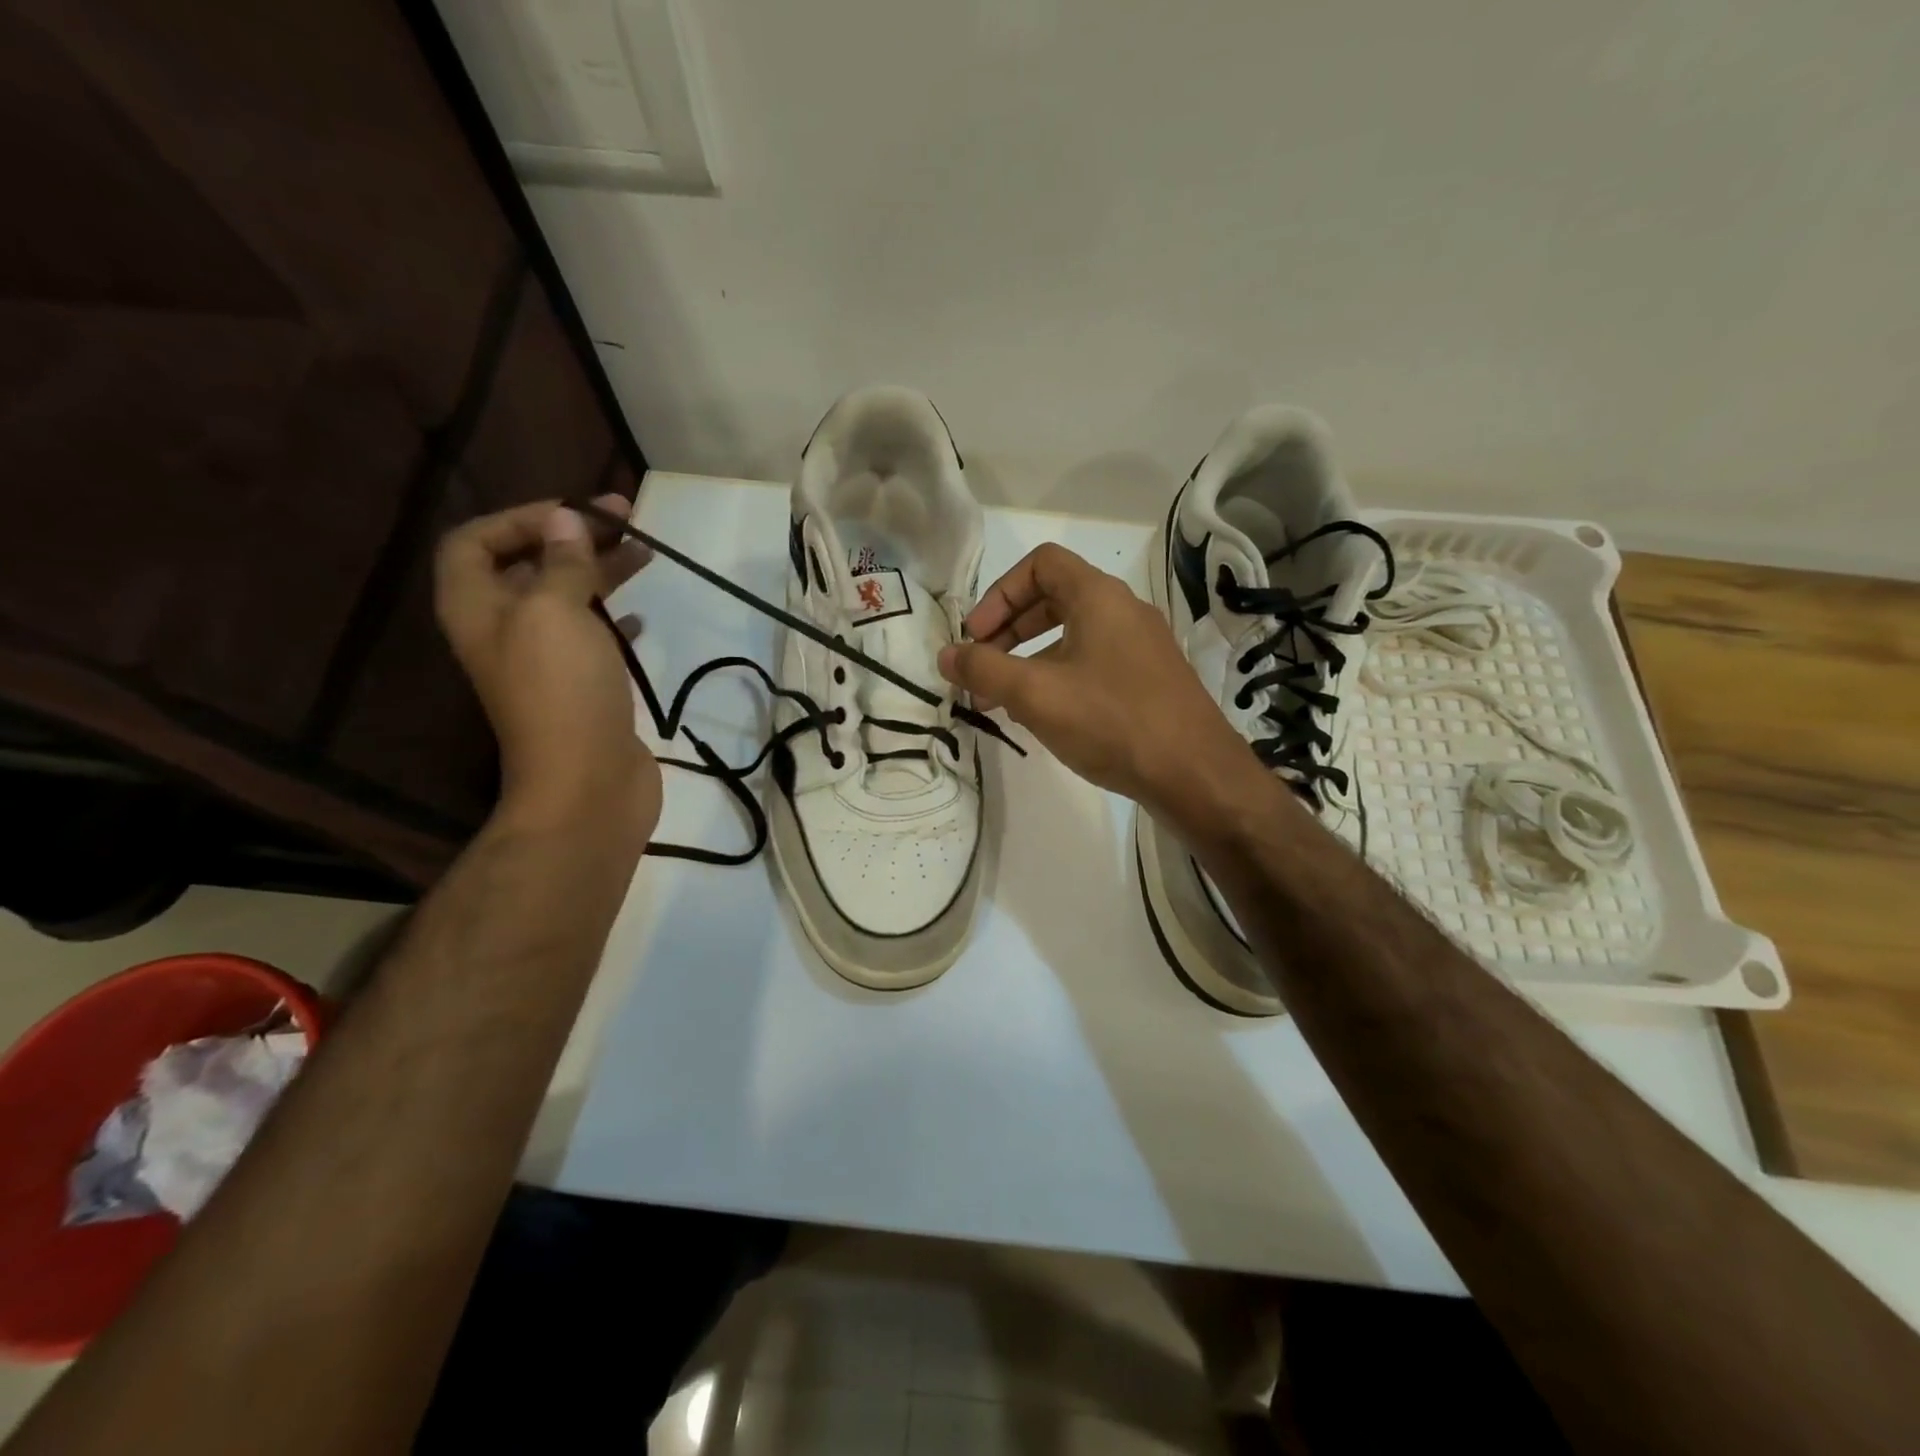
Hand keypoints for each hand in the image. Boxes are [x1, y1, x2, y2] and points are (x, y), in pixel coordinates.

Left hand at [434, 495, 660, 839]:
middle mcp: (503, 629)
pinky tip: (642, 613)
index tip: (577, 514)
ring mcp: (544, 661)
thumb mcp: (554, 611)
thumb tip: (565, 522)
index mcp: (477, 607)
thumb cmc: (561, 690)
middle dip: (573, 537)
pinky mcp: (582, 686)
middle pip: (528, 565)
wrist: (587, 782)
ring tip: (647, 553)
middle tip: (628, 520)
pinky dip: (616, 617)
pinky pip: (594, 636)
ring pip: (567, 598)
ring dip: (601, 571)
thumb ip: (561, 563)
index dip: (522, 518)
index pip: (477, 540)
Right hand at [937, 543, 1268, 834]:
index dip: (999, 594)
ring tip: (1002, 700)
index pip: (1040, 564)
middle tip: (981, 667)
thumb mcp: (1036, 694)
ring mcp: (1141, 647)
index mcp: (1098, 597)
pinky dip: (1059, 676)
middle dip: (1008, 630)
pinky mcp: (1149, 680)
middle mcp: (1124, 611)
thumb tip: (945, 655)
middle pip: (1054, 599)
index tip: (976, 636)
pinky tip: (1045, 716)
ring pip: (1072, 635)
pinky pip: (1093, 662)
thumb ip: (984, 670)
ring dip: (1030, 659)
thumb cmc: (1111, 722)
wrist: (1195, 775)